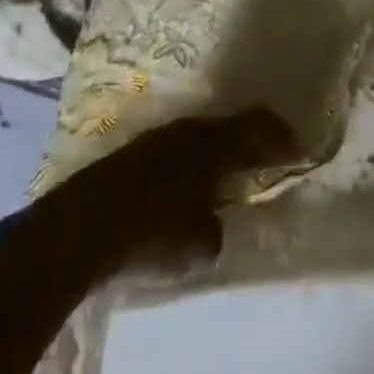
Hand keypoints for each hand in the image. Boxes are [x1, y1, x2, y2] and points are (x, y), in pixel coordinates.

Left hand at [29, 108, 298, 281]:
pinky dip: (193, 160)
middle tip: (269, 156)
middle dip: (252, 140)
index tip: (299, 150)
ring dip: (220, 149)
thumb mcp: (195, 246)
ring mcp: (158, 139)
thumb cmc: (147, 235)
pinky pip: (178, 148)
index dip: (281, 138)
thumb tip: (210, 225)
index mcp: (214, 146)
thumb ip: (214, 232)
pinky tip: (187, 183)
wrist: (74, 231)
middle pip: (232, 126)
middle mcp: (190, 132)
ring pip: (202, 135)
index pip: (259, 129)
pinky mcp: (132, 154)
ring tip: (229, 171)